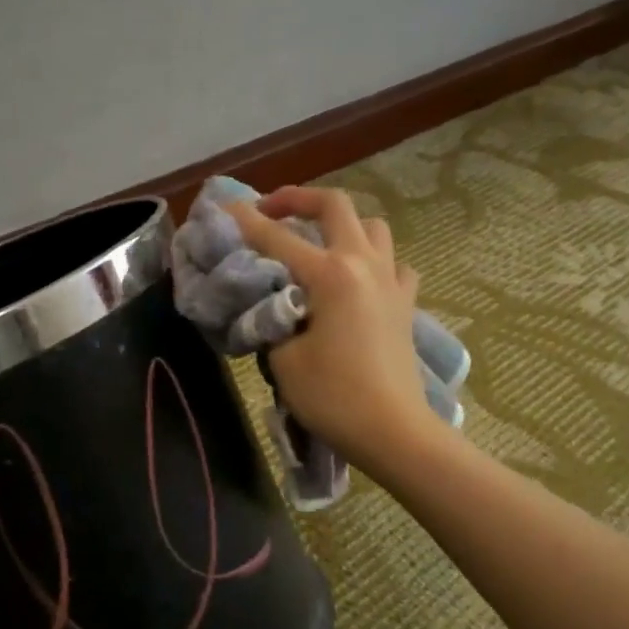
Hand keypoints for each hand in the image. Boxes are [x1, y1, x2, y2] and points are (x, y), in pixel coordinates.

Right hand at [224, 186, 428, 474]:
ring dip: (341, 224)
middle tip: (271, 211)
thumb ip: (271, 321)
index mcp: (330, 274)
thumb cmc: (333, 397)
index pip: (276, 237)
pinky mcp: (405, 303)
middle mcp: (363, 264)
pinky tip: (358, 280)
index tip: (223, 206)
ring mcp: (391, 281)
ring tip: (317, 242)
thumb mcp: (283, 359)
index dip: (245, 220)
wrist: (392, 430)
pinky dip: (373, 260)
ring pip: (372, 227)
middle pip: (335, 205)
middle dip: (298, 199)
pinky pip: (392, 263)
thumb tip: (270, 305)